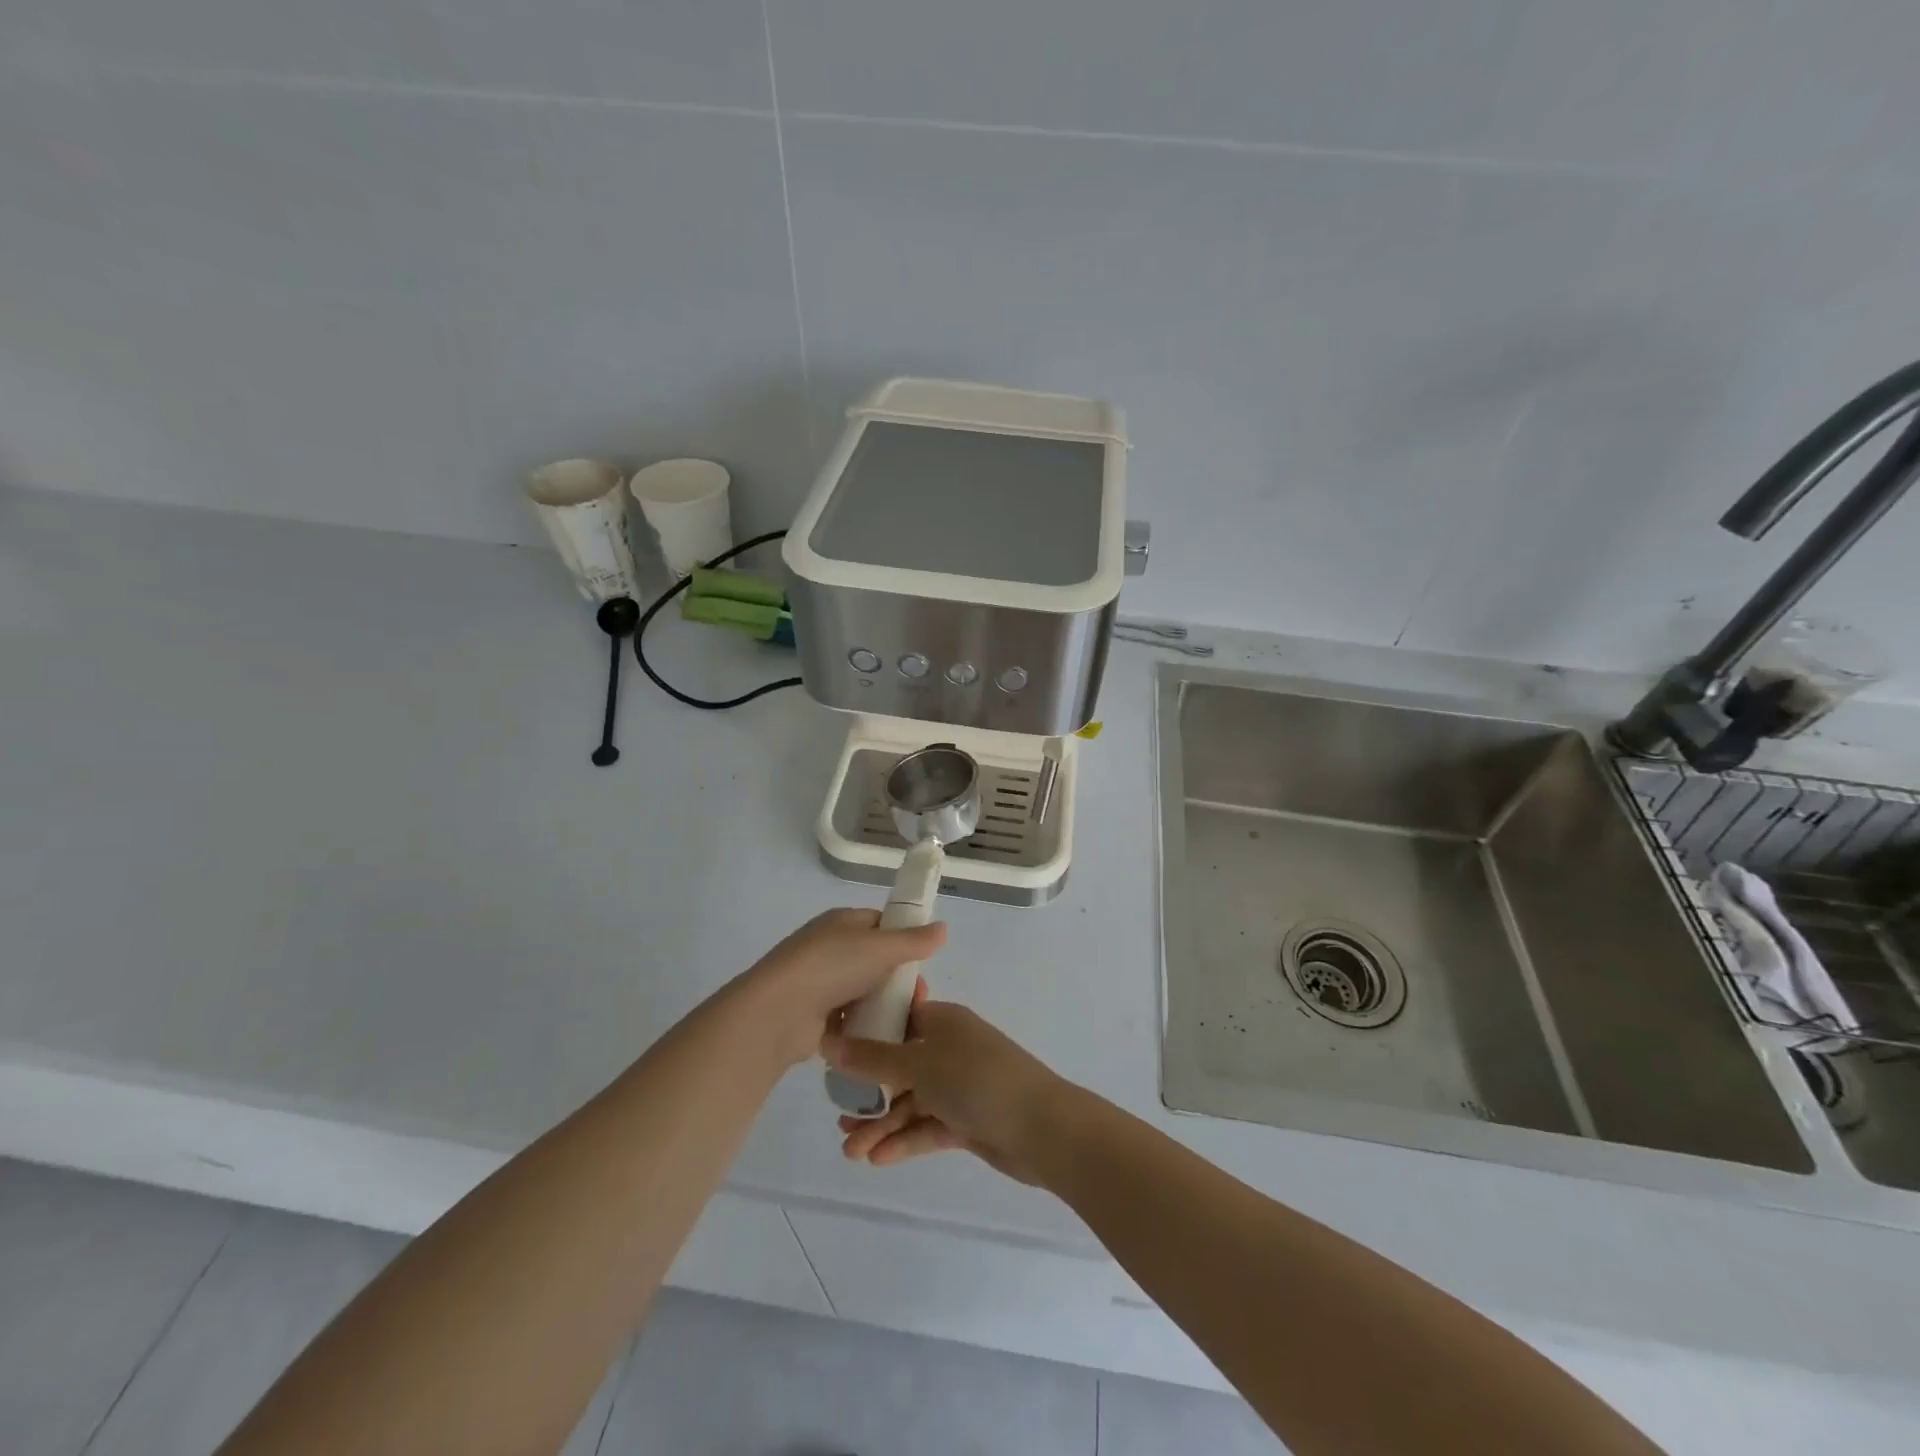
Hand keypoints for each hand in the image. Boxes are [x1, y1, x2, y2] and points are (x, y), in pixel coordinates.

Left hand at [735, 909, 945, 1066]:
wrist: (777, 1013)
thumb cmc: (831, 967)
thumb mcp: (880, 947)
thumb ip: (914, 940)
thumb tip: (943, 927)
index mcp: (841, 922)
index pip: (881, 924)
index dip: (904, 940)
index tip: (923, 962)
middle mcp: (830, 948)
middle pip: (875, 961)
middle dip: (899, 980)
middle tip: (918, 999)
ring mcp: (820, 983)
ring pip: (864, 992)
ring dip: (883, 1006)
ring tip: (904, 1024)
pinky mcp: (815, 1017)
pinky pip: (849, 1019)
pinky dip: (864, 1027)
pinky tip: (882, 1040)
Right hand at [824, 997, 1071, 1185]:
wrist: (1042, 1128)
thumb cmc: (978, 1080)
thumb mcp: (920, 1064)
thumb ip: (873, 1057)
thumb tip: (829, 1041)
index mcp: (943, 1021)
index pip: (899, 1017)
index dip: (868, 1031)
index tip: (836, 1051)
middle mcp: (950, 1049)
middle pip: (899, 1065)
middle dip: (869, 1091)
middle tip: (840, 1116)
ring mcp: (959, 1086)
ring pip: (911, 1101)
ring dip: (882, 1124)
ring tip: (850, 1150)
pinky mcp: (967, 1121)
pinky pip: (928, 1126)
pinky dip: (904, 1140)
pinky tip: (877, 1159)